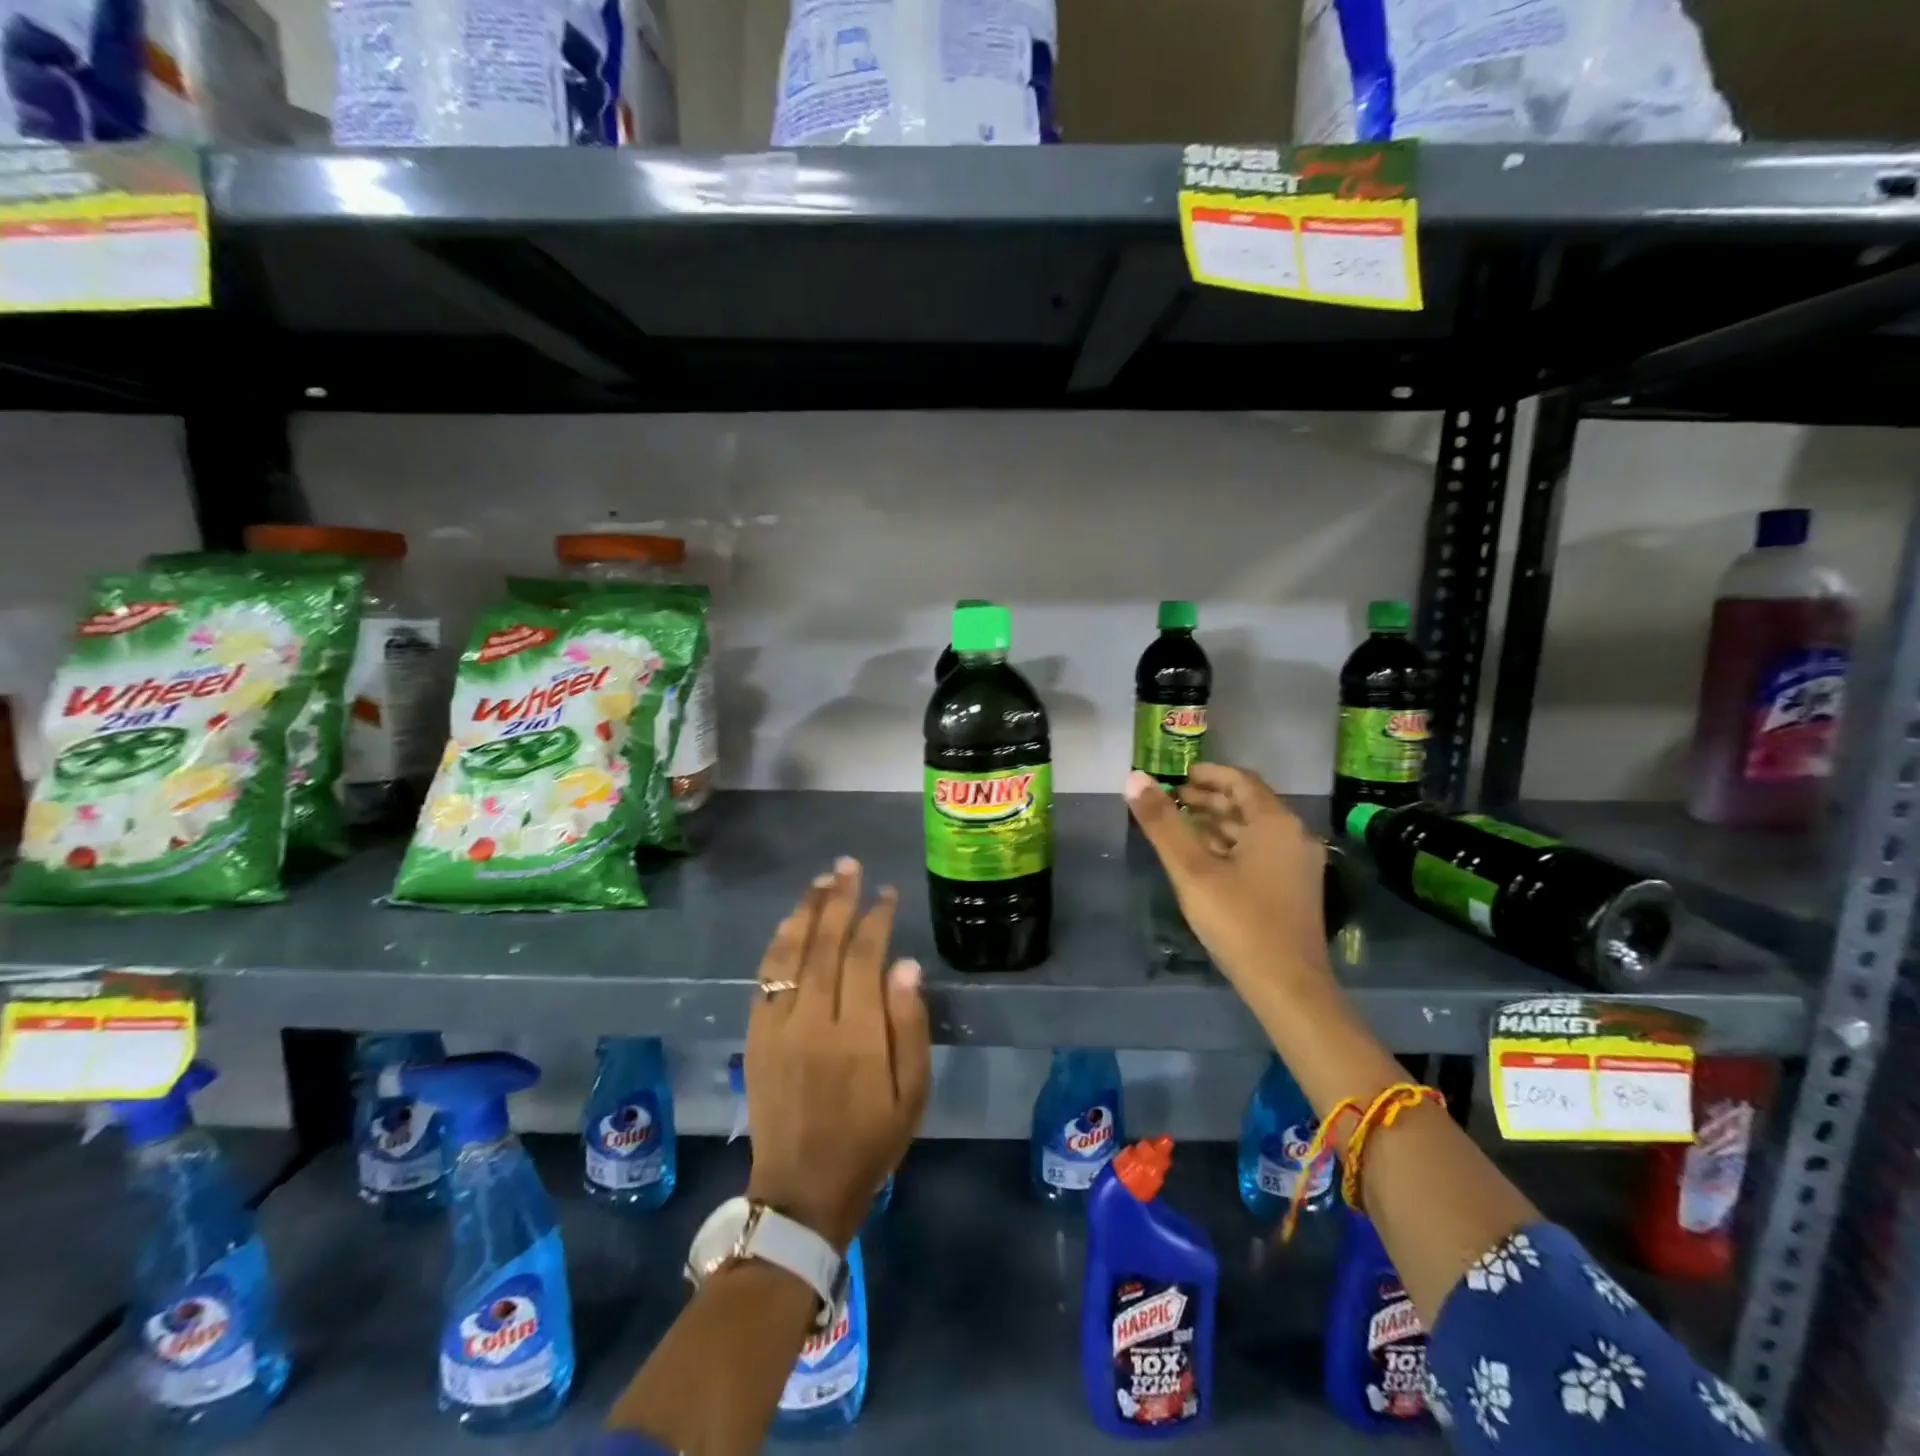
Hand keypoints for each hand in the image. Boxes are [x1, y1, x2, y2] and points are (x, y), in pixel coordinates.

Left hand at [744, 857, 931, 1251]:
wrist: (802, 1190)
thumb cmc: (870, 1141)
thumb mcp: (911, 1094)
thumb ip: (909, 1026)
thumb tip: (905, 963)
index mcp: (856, 1036)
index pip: (863, 957)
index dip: (875, 918)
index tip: (887, 893)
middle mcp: (812, 1021)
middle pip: (823, 944)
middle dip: (838, 899)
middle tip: (848, 866)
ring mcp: (777, 1027)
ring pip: (789, 953)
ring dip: (805, 911)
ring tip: (820, 881)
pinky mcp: (755, 1036)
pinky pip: (764, 977)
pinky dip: (777, 944)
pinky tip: (789, 923)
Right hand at [1126, 765, 1332, 996]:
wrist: (1288, 987)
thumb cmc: (1239, 921)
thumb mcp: (1191, 869)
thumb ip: (1162, 823)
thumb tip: (1133, 778)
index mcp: (1275, 823)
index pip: (1241, 780)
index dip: (1208, 774)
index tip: (1177, 776)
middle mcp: (1294, 836)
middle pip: (1249, 804)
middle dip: (1209, 798)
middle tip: (1172, 800)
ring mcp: (1298, 865)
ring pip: (1254, 830)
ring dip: (1218, 823)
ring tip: (1181, 826)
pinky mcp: (1295, 889)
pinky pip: (1260, 852)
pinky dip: (1232, 845)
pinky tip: (1205, 859)